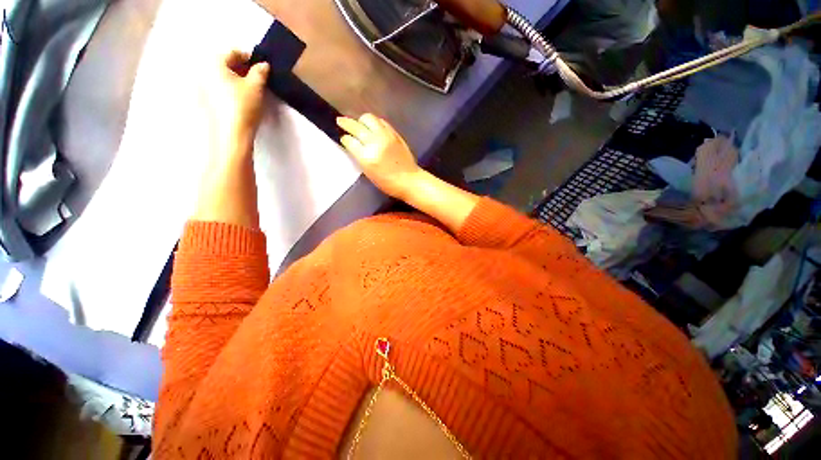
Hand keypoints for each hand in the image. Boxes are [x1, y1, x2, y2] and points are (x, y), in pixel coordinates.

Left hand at [206, 50, 269, 155]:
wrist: (231, 134)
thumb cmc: (243, 106)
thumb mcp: (256, 86)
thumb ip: (260, 72)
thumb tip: (263, 65)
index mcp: (213, 62)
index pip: (234, 52)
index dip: (250, 58)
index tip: (262, 67)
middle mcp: (203, 70)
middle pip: (225, 63)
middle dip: (242, 68)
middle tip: (257, 78)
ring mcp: (201, 86)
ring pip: (221, 76)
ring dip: (236, 79)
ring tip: (250, 90)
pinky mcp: (204, 101)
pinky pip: (218, 87)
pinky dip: (229, 89)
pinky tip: (240, 99)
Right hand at [337, 114, 422, 198]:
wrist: (409, 180)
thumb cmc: (388, 183)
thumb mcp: (369, 173)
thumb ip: (360, 157)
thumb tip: (353, 144)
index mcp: (367, 157)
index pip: (350, 141)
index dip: (345, 139)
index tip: (344, 139)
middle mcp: (375, 143)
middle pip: (356, 127)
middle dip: (346, 123)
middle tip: (340, 121)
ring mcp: (386, 136)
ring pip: (369, 119)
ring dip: (361, 120)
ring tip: (360, 124)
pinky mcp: (395, 134)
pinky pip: (381, 122)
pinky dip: (375, 122)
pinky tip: (373, 127)